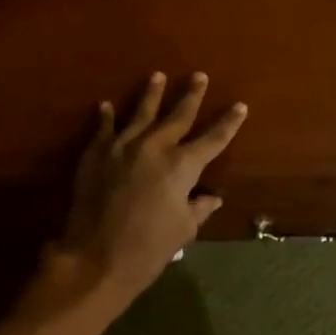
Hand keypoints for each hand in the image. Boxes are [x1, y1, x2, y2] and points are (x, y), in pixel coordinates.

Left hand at [33, 72, 246, 331]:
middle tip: (199, 76)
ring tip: (157, 76)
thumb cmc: (149, 248)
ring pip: (140, 113)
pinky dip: (105, 117)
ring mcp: (122, 147)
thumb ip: (198, 207)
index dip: (229, 123)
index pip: (214, 138)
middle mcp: (154, 147)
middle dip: (191, 95)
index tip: (240, 106)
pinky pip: (103, 129)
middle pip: (178, 115)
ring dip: (151, 94)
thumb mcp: (183, 229)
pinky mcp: (96, 155)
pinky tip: (105, 105)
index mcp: (182, 165)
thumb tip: (212, 197)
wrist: (95, 258)